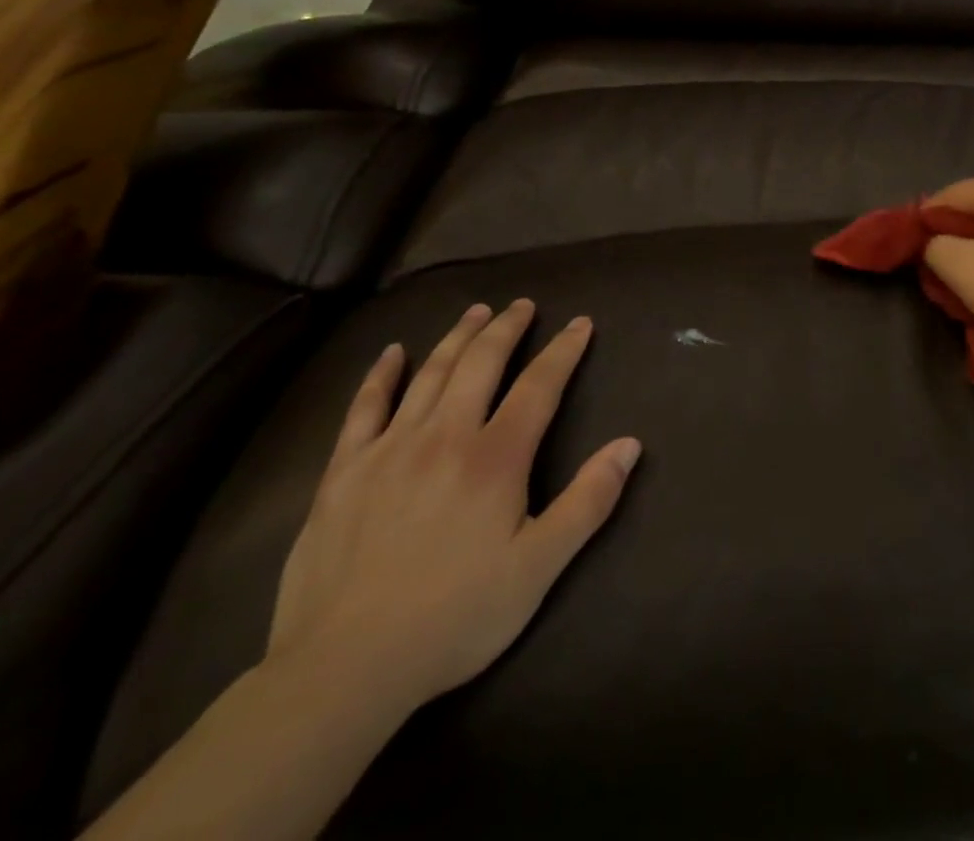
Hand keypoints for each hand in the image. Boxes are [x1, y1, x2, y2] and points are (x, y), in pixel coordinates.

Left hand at [265, 300, 640, 717]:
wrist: (343, 670)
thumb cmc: (455, 617)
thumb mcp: (539, 567)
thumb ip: (588, 501)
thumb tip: (630, 444)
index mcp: (495, 458)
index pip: (539, 385)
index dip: (563, 350)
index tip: (580, 323)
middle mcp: (444, 437)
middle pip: (481, 364)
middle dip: (506, 328)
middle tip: (522, 304)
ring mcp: (389, 450)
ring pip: (429, 374)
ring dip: (457, 337)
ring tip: (476, 311)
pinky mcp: (343, 473)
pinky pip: (364, 408)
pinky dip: (381, 375)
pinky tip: (392, 353)